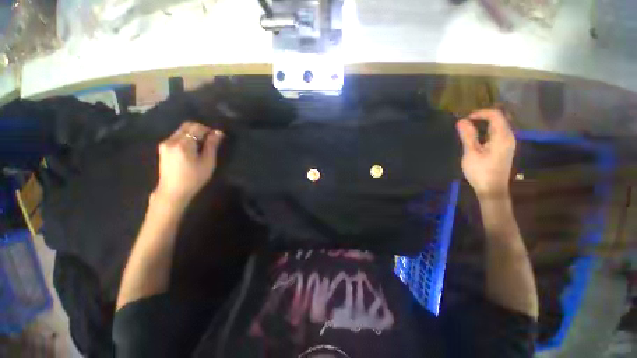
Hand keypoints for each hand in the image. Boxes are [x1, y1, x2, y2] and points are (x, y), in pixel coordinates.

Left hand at [153, 121, 223, 206]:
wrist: (173, 191)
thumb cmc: (194, 178)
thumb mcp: (207, 162)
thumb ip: (212, 145)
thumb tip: (218, 133)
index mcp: (183, 144)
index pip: (197, 128)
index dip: (209, 130)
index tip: (217, 136)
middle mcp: (171, 140)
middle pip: (187, 126)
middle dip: (201, 129)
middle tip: (210, 139)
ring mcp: (165, 143)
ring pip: (182, 130)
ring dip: (193, 133)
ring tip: (202, 145)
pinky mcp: (163, 148)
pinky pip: (177, 136)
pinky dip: (187, 138)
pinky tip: (192, 148)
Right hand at [456, 108, 515, 198]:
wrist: (492, 189)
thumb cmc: (480, 171)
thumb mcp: (471, 153)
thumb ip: (468, 136)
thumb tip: (461, 121)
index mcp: (502, 136)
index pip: (495, 115)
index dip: (480, 113)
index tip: (465, 119)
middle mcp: (509, 137)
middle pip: (499, 118)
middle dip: (482, 117)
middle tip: (466, 122)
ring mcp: (508, 143)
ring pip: (498, 126)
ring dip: (484, 124)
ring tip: (469, 128)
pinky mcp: (505, 148)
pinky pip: (497, 133)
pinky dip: (487, 130)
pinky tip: (477, 137)